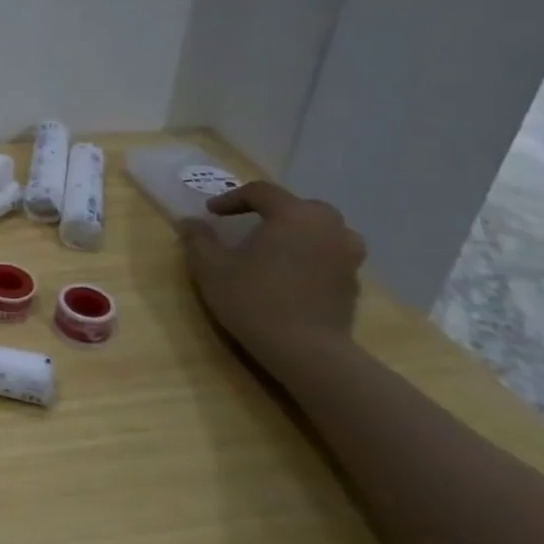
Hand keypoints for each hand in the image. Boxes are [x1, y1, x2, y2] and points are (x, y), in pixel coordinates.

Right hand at [178, 181, 366, 376]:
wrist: (307, 351)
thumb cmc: (253, 299)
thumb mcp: (210, 267)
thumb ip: (199, 239)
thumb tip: (191, 222)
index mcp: (294, 215)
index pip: (261, 192)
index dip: (232, 198)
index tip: (211, 213)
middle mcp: (328, 227)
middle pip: (299, 206)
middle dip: (272, 211)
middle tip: (248, 224)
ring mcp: (347, 255)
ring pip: (322, 230)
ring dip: (297, 232)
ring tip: (274, 248)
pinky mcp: (352, 282)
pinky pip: (329, 255)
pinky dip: (310, 255)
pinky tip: (289, 274)